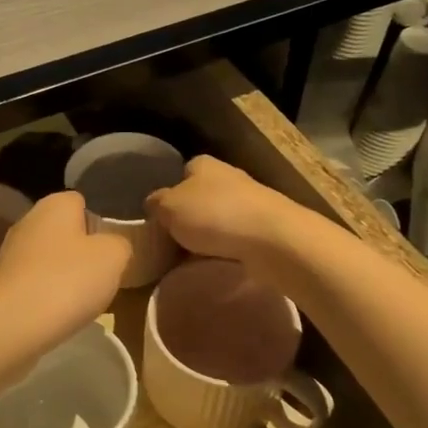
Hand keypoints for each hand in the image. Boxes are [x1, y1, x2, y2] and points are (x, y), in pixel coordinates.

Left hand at [0, 192, 130, 350]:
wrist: (11, 325)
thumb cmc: (67, 280)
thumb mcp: (114, 257)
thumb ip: (120, 244)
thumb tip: (113, 245)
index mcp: (55, 203)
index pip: (83, 202)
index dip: (101, 223)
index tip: (113, 250)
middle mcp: (29, 219)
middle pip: (66, 231)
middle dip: (83, 251)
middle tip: (103, 277)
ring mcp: (11, 251)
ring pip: (50, 258)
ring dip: (65, 275)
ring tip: (82, 300)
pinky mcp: (2, 281)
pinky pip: (35, 281)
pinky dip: (48, 294)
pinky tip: (58, 313)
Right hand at [145, 155, 299, 261]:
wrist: (274, 239)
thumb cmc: (214, 215)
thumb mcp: (169, 207)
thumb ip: (155, 204)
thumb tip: (154, 204)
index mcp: (203, 164)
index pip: (181, 173)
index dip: (170, 194)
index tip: (161, 217)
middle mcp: (229, 176)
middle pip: (200, 196)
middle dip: (189, 216)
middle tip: (173, 241)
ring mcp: (251, 201)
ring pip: (220, 217)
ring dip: (209, 235)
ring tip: (192, 258)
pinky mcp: (266, 226)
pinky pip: (237, 237)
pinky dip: (227, 249)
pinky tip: (219, 263)